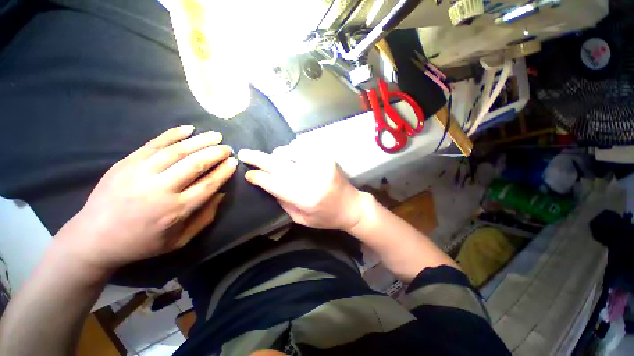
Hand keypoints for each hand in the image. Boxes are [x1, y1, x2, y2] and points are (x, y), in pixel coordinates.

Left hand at [56, 126, 237, 273]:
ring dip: (200, 141)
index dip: (224, 171)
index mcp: (175, 210)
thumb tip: (221, 194)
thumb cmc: (142, 243)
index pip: (208, 184)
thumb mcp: (179, 240)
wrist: (94, 238)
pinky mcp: (126, 163)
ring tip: (216, 135)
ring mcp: (140, 173)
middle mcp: (160, 189)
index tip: (234, 162)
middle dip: (215, 153)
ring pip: (177, 151)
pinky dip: (173, 134)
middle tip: (227, 148)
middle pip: (195, 164)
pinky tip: (188, 128)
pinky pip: (153, 144)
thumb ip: (204, 218)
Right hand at [238, 146, 364, 230]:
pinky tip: (290, 158)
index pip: (274, 183)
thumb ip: (282, 201)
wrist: (351, 206)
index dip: (258, 177)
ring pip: (289, 151)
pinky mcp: (326, 157)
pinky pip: (302, 148)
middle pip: (278, 164)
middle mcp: (312, 177)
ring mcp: (320, 163)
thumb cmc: (326, 217)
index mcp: (305, 197)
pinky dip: (292, 151)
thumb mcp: (301, 218)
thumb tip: (266, 183)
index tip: (247, 174)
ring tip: (273, 160)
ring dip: (277, 155)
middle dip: (257, 158)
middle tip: (244, 153)